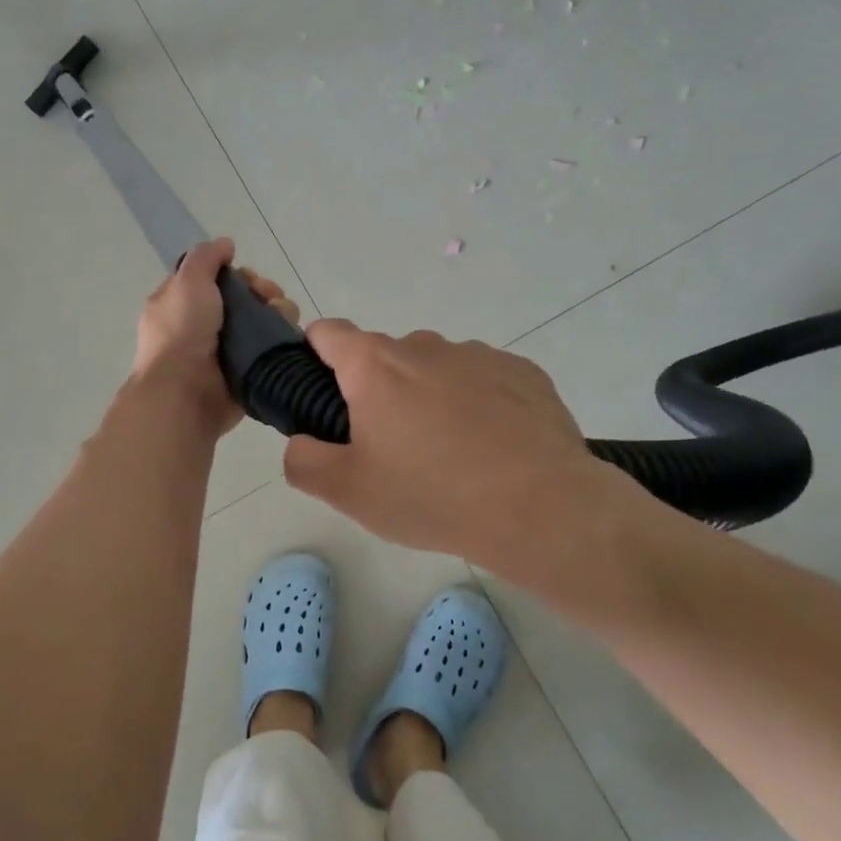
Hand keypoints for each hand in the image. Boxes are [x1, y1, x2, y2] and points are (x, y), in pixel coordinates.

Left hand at [132, 237, 300, 436]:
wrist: (185, 392)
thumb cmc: (182, 332)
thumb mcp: (187, 282)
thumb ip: (206, 257)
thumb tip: (226, 244)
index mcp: (183, 303)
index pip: (218, 280)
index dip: (238, 274)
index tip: (248, 278)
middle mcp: (206, 325)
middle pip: (246, 298)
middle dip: (264, 292)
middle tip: (269, 298)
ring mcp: (228, 350)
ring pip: (264, 321)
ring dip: (279, 312)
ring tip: (282, 318)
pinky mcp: (249, 371)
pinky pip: (272, 349)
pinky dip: (283, 339)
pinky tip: (287, 336)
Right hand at [282, 321, 638, 583]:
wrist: (540, 508)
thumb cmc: (432, 495)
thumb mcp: (349, 493)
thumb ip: (304, 461)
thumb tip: (300, 443)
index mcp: (375, 366)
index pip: (328, 332)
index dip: (316, 354)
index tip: (324, 391)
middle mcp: (424, 346)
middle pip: (384, 357)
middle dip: (378, 390)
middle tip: (391, 446)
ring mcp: (478, 354)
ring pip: (436, 368)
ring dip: (430, 396)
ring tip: (451, 453)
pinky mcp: (522, 371)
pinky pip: (483, 379)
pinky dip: (477, 403)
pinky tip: (494, 448)